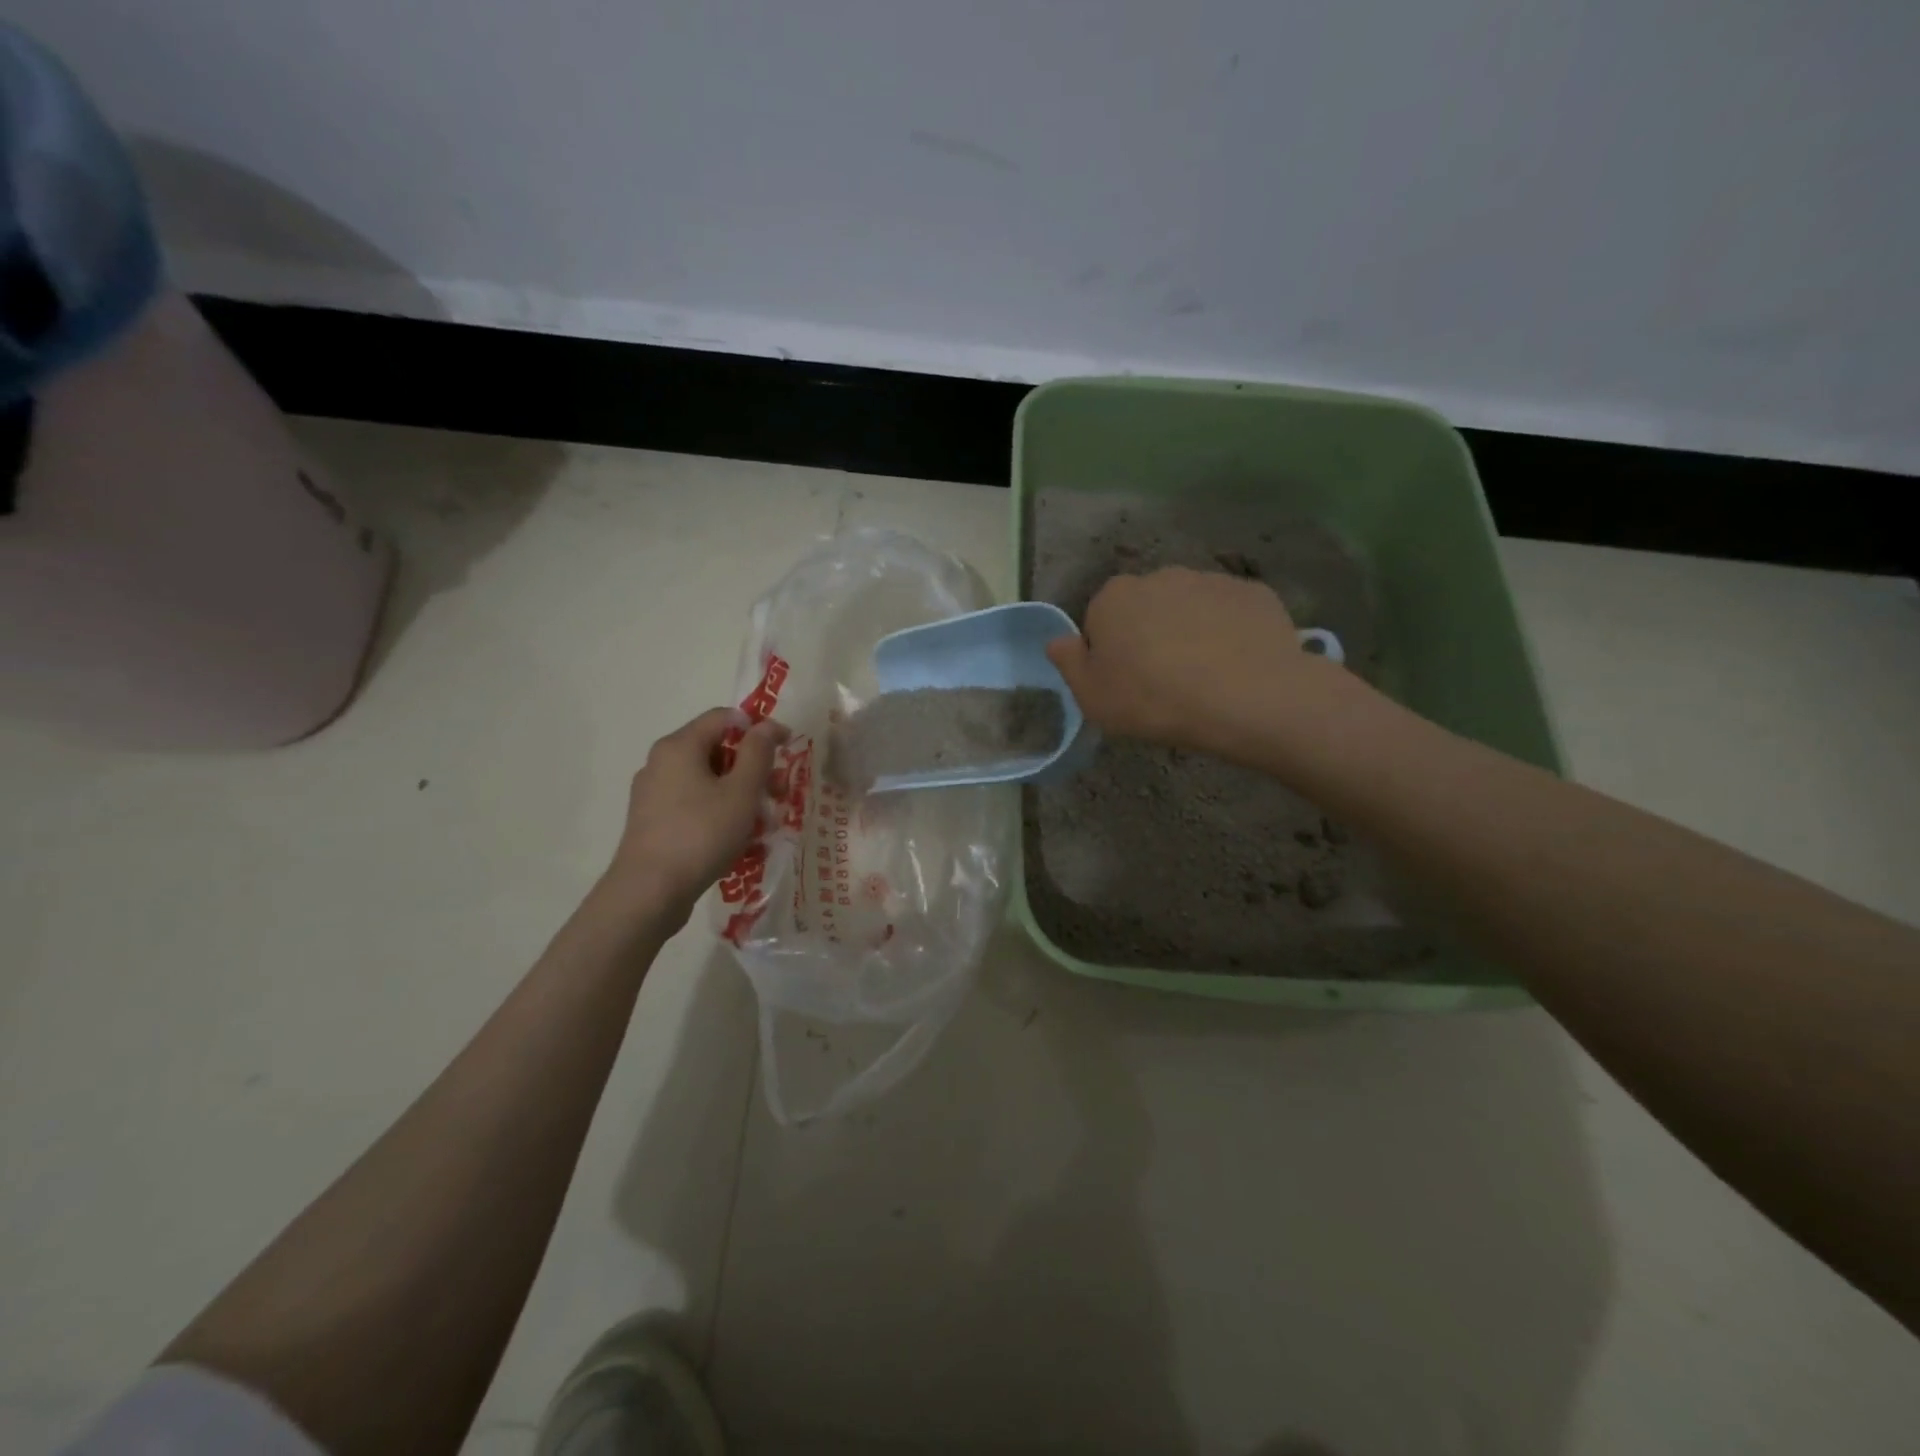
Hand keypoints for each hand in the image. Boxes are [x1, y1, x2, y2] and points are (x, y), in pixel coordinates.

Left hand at [603, 707, 788, 925]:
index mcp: (679, 746)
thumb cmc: (701, 834)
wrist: (649, 892)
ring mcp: (653, 793)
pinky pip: (694, 804)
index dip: (759, 728)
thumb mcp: (742, 791)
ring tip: (763, 824)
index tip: (787, 749)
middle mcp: (661, 762)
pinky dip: (719, 812)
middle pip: (716, 750)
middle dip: (753, 768)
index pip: (725, 718)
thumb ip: (758, 753)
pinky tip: (738, 840)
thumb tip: (767, 725)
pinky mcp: (653, 821)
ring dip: (740, 794)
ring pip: (707, 780)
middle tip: (779, 794)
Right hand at [1046, 567, 1348, 755]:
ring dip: (1190, 631)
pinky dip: (1229, 633)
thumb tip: (1057, 640)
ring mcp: (1210, 580)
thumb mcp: (1093, 698)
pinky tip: (1236, 667)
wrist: (1247, 697)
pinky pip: (1230, 613)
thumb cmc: (1154, 700)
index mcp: (1113, 598)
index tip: (1125, 683)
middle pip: (1146, 608)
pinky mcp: (1252, 592)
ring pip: (1190, 607)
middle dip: (1150, 635)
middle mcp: (1159, 577)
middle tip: (1163, 682)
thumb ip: (1069, 664)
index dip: (1110, 653)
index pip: (1100, 620)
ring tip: (1205, 677)